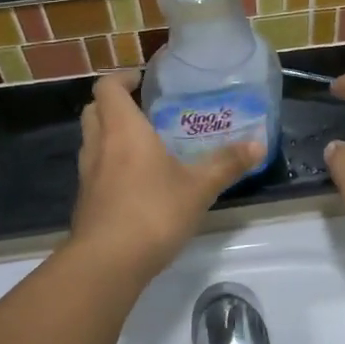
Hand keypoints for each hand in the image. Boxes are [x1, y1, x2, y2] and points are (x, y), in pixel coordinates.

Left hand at [71, 72, 262, 279]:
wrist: (107, 264)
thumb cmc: (152, 212)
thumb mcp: (198, 187)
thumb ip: (226, 164)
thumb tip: (259, 144)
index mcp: (123, 130)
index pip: (107, 88)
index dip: (121, 78)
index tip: (141, 80)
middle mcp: (99, 145)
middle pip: (94, 110)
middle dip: (113, 104)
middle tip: (143, 109)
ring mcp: (87, 175)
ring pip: (91, 140)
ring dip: (109, 134)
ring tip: (142, 143)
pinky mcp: (85, 202)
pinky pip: (94, 169)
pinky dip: (109, 164)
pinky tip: (135, 181)